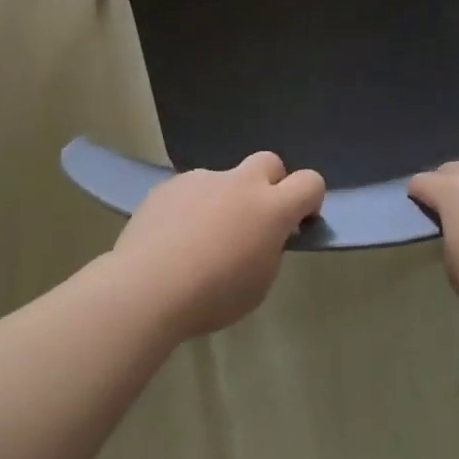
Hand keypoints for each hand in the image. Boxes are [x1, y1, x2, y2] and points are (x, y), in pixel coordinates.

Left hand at [113, 152, 325, 337]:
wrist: (147, 287)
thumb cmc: (212, 296)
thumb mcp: (259, 283)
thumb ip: (270, 249)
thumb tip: (264, 235)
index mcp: (271, 208)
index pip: (310, 182)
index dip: (310, 199)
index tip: (298, 222)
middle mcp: (240, 183)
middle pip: (269, 162)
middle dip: (270, 183)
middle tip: (255, 219)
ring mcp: (202, 179)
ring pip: (224, 179)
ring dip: (224, 199)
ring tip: (200, 239)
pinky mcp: (170, 185)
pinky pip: (192, 190)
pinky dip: (192, 207)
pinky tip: (173, 238)